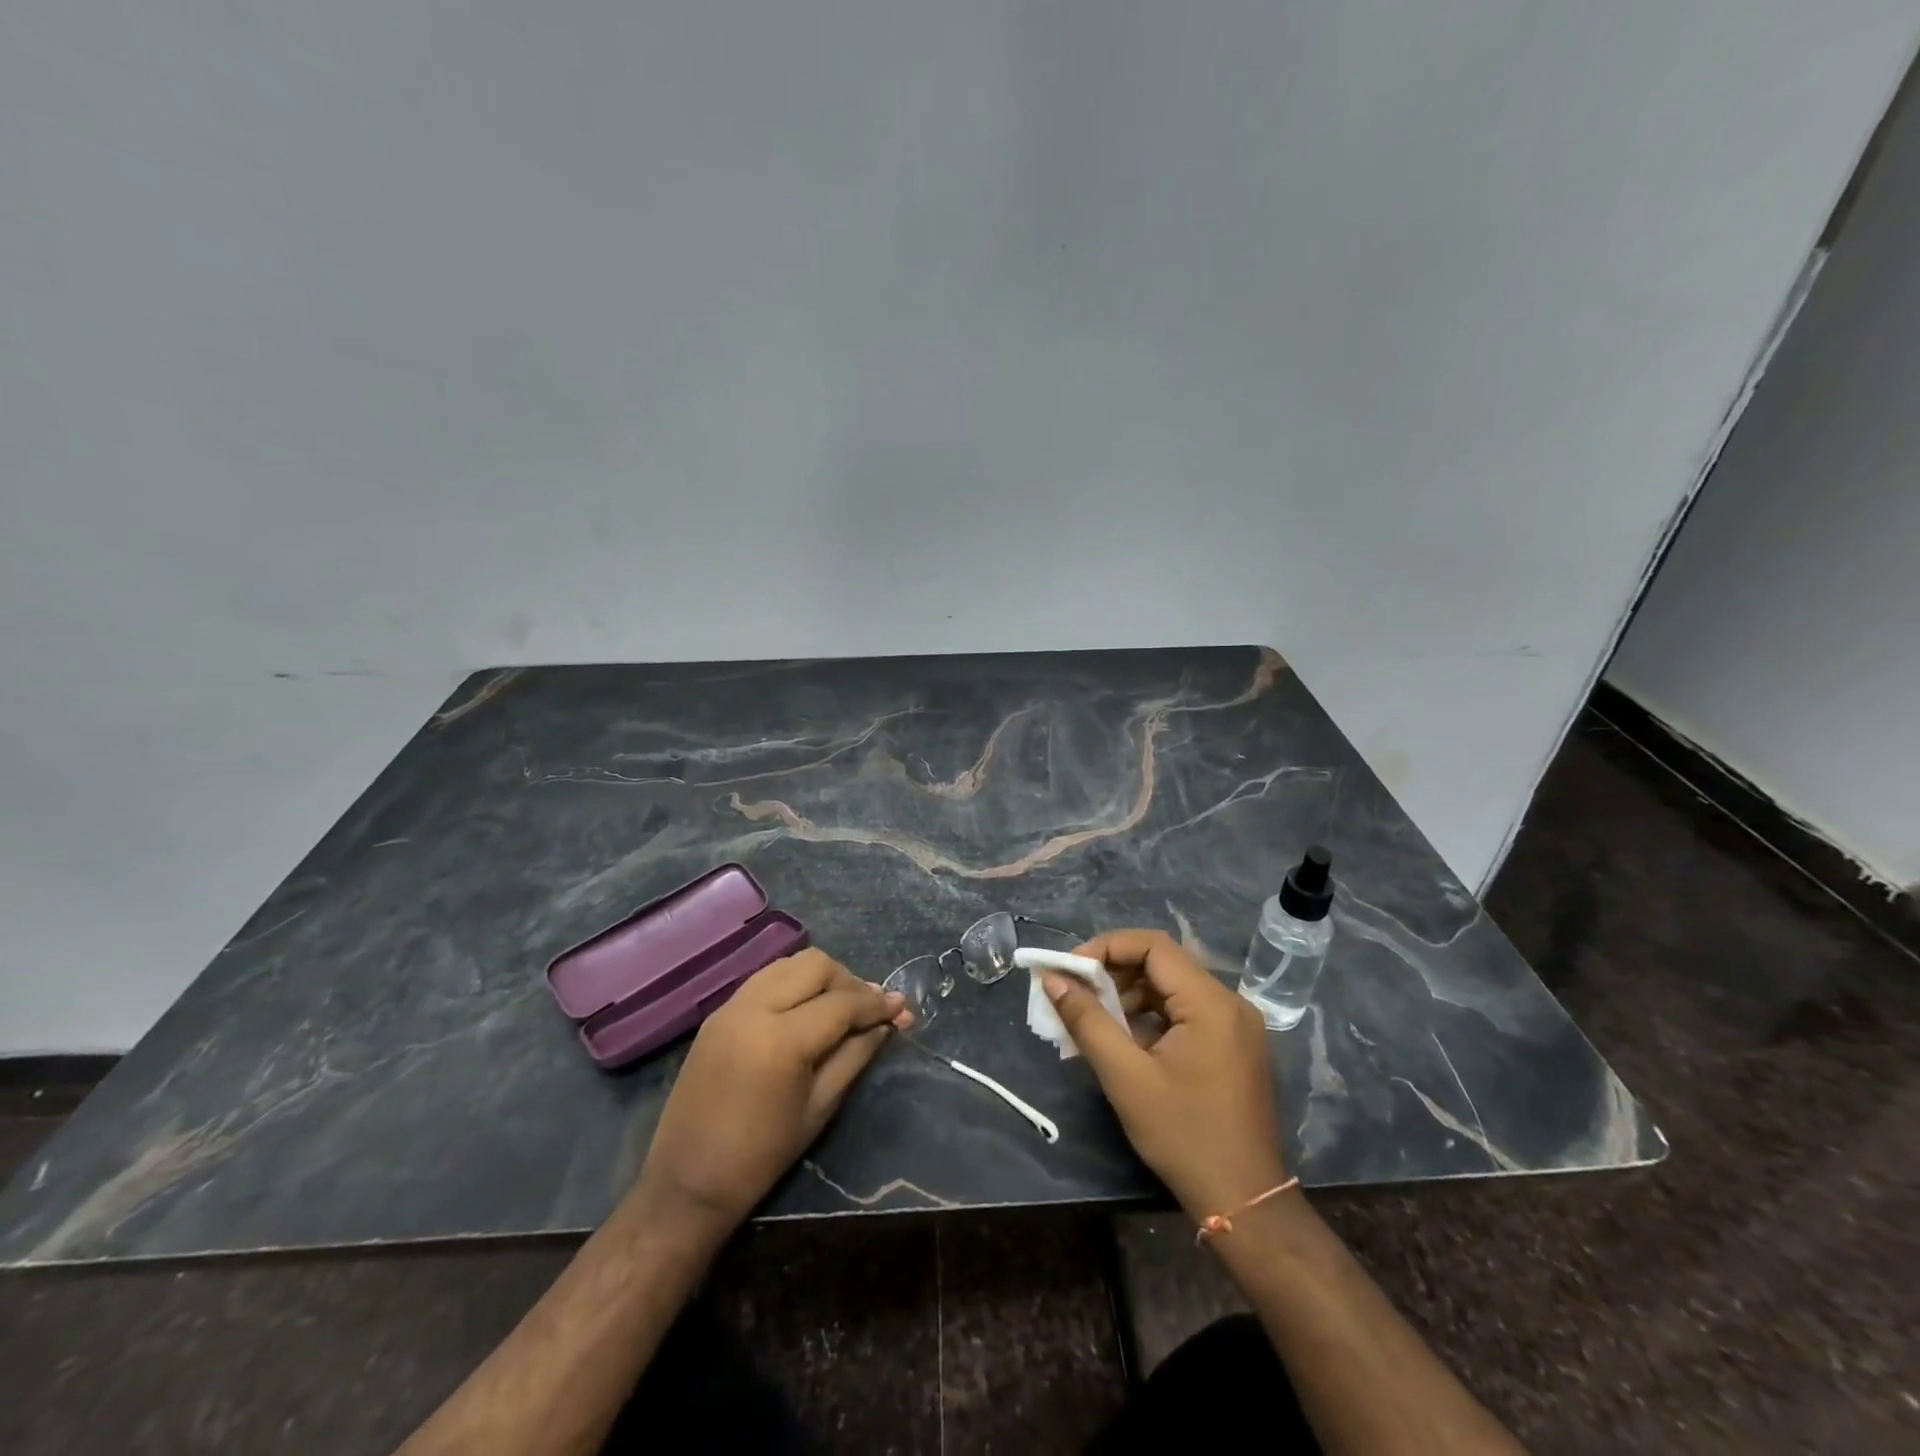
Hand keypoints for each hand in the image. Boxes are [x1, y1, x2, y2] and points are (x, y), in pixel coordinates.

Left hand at [629, 949, 907, 1241]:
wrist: (686, 1183)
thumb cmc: (761, 1156)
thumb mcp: (820, 1107)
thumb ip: (856, 1054)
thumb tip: (889, 1022)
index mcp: (781, 1040)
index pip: (842, 1003)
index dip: (877, 1004)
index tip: (903, 1008)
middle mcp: (754, 1008)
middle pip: (815, 964)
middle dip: (849, 981)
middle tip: (868, 1010)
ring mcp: (731, 1006)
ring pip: (789, 963)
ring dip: (820, 977)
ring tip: (839, 1006)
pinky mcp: (718, 1012)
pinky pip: (765, 978)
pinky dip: (793, 984)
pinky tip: (805, 1010)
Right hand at [1043, 928, 1285, 1222]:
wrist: (1244, 1202)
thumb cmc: (1183, 1136)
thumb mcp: (1126, 1077)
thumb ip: (1087, 1021)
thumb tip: (1053, 980)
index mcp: (1210, 1002)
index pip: (1152, 946)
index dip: (1106, 948)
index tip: (1070, 970)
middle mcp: (1229, 1002)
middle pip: (1162, 963)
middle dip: (1114, 972)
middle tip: (1076, 994)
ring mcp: (1235, 1025)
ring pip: (1172, 987)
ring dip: (1130, 995)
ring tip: (1094, 1020)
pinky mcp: (1232, 1045)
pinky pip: (1185, 1012)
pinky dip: (1150, 1016)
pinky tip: (1124, 1041)